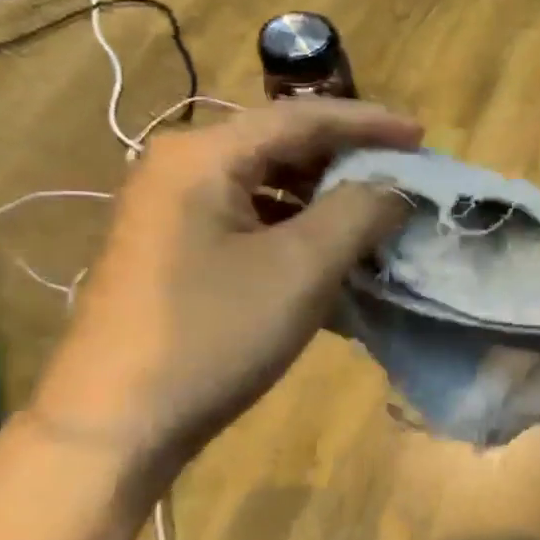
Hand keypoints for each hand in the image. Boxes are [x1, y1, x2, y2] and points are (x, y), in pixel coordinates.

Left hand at [31, 99, 421, 485]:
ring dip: (327, 197)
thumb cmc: (214, 333)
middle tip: (404, 175)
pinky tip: (332, 252)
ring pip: (269, 183)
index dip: (370, 123)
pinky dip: (299, 227)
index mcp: (204, 156)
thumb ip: (360, 211)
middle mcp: (182, 167)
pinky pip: (252, 217)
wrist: (117, 423)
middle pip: (283, 144)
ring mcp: (173, 209)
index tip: (423, 136)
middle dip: (349, 159)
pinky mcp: (175, 247)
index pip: (302, 117)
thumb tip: (397, 187)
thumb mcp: (302, 267)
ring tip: (377, 214)